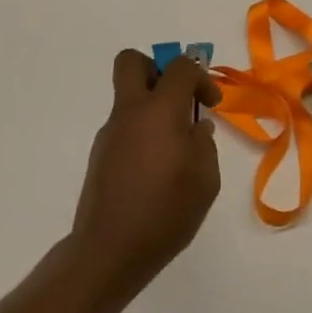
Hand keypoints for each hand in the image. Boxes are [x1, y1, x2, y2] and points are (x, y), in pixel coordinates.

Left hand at [69, 49, 222, 308]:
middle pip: (132, 62)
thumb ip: (204, 142)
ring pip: (128, 97)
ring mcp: (109, 133)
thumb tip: (195, 127)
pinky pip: (124, 126)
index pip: (180, 67)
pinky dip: (142, 132)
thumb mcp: (205, 178)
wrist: (110, 250)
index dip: (201, 77)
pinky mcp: (100, 155)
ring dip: (152, 106)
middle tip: (177, 97)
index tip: (211, 104)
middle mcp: (130, 112)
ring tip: (174, 147)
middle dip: (157, 68)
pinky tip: (156, 169)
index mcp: (160, 110)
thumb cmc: (166, 211)